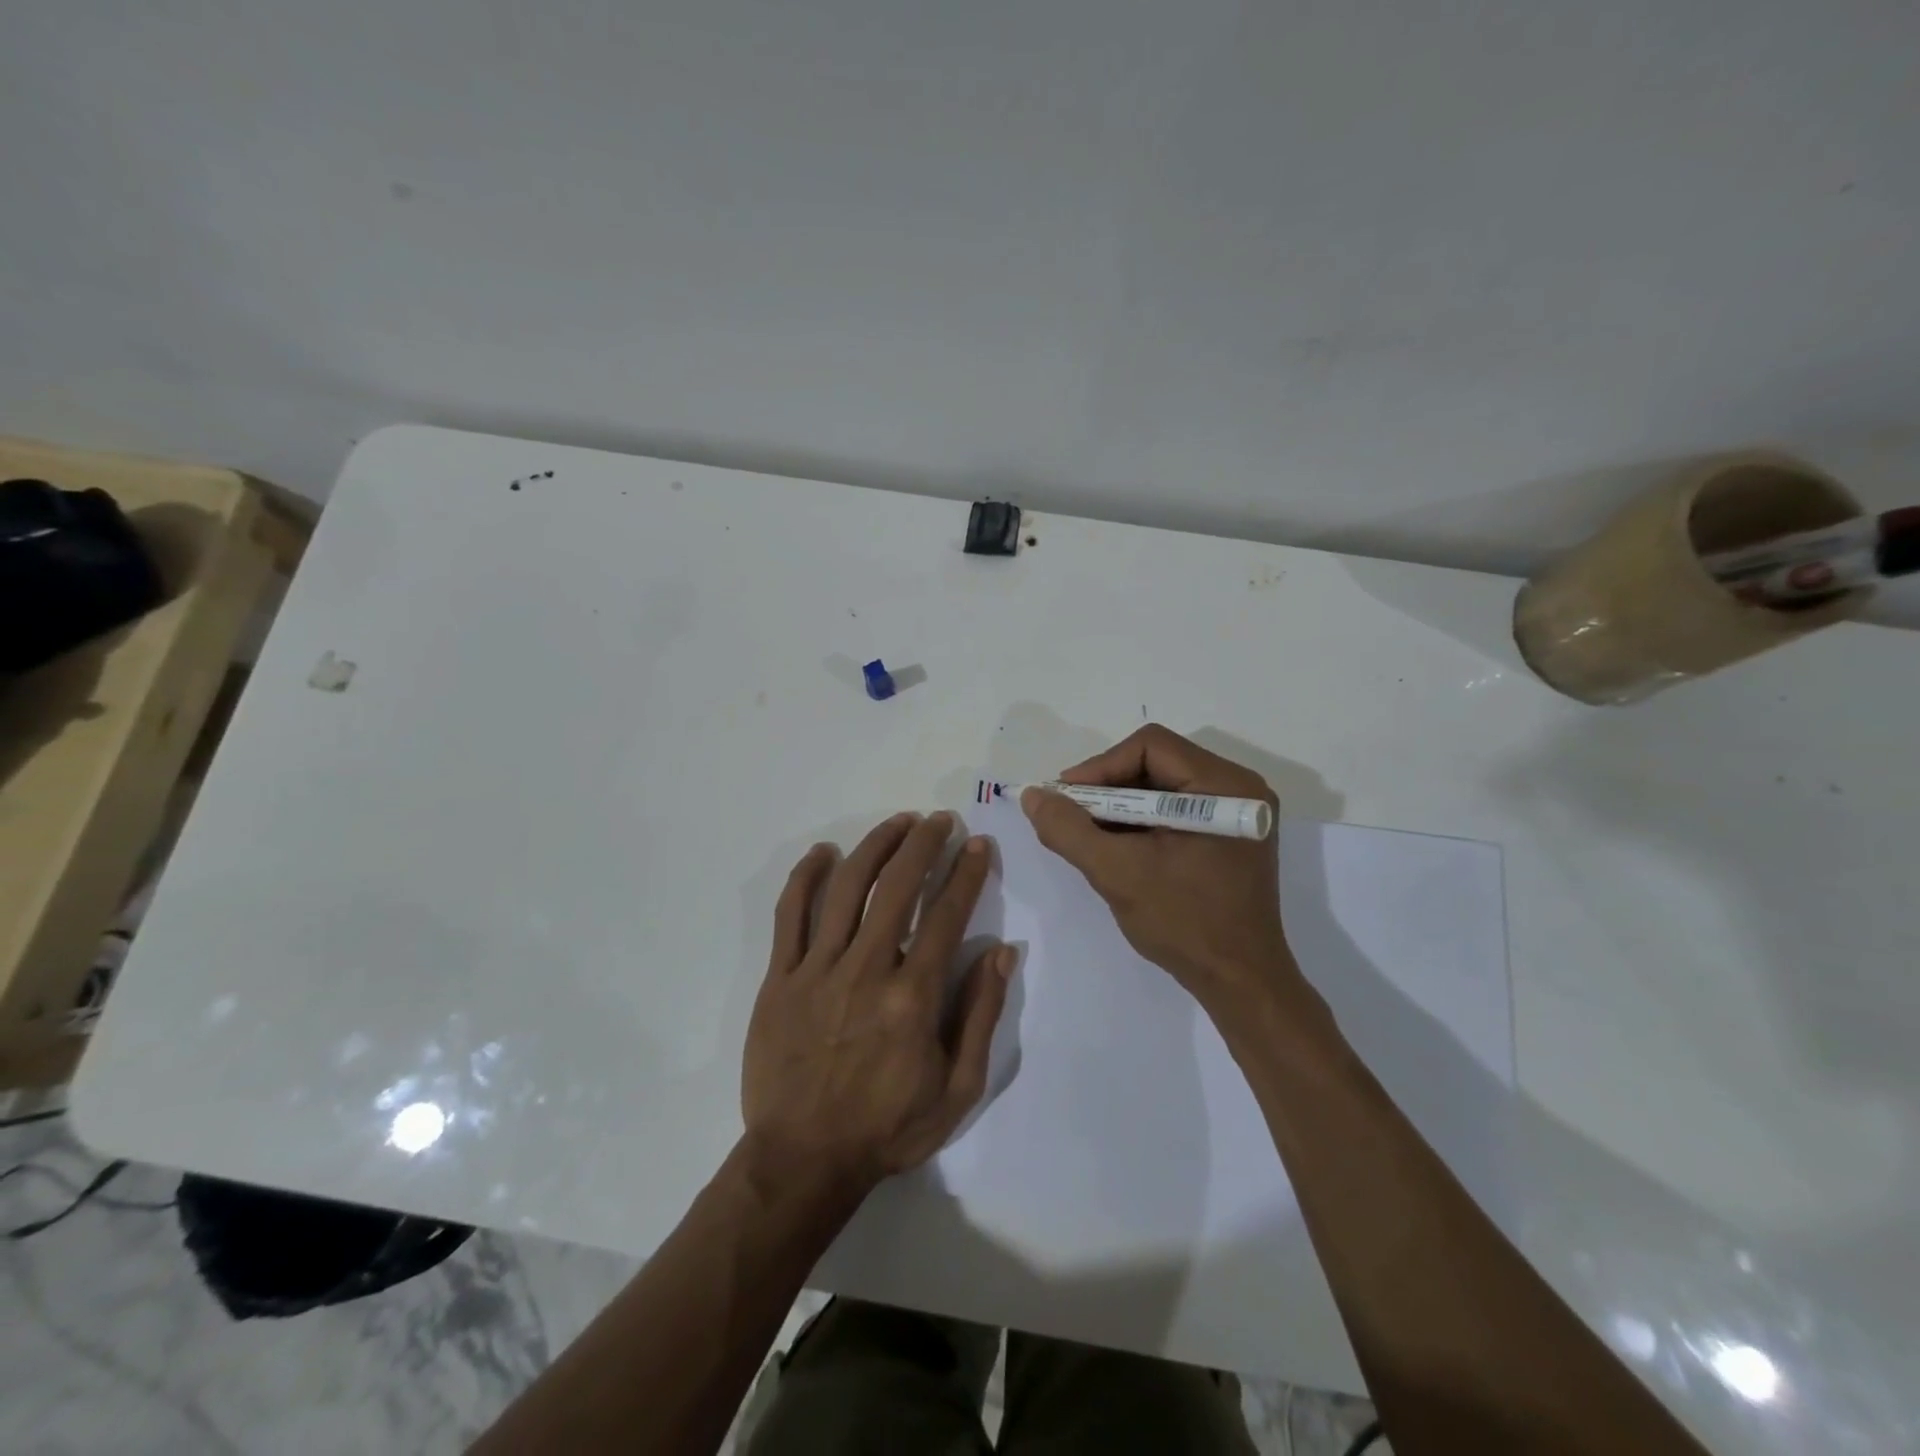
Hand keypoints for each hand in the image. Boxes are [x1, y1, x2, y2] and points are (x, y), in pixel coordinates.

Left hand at [742, 812, 1012, 1195]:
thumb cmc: (887, 1127)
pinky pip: (790, 914)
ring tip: (898, 824)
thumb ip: (981, 1014)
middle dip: (924, 844)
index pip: (947, 915)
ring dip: (876, 846)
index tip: (978, 845)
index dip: (966, 873)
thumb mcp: (957, 1088)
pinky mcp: (780, 978)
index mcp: (913, 996)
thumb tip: (1002, 950)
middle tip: (940, 821)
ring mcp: (817, 969)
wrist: (803, 1160)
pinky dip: (806, 876)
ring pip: (848, 888)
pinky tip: (824, 852)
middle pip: (898, 886)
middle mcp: (866, 969)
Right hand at [1021, 724, 1295, 1009]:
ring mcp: (1235, 813)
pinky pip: (1174, 810)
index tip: (1066, 799)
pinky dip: (1140, 822)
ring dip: (1120, 806)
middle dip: (1107, 788)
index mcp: (1224, 786)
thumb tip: (1033, 795)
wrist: (1240, 983)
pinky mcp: (1228, 835)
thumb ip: (1068, 830)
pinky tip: (1116, 846)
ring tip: (1088, 834)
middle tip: (1072, 815)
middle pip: (1156, 762)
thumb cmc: (1184, 924)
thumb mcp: (1117, 873)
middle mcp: (1238, 788)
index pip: (1150, 746)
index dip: (1100, 767)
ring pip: (1162, 786)